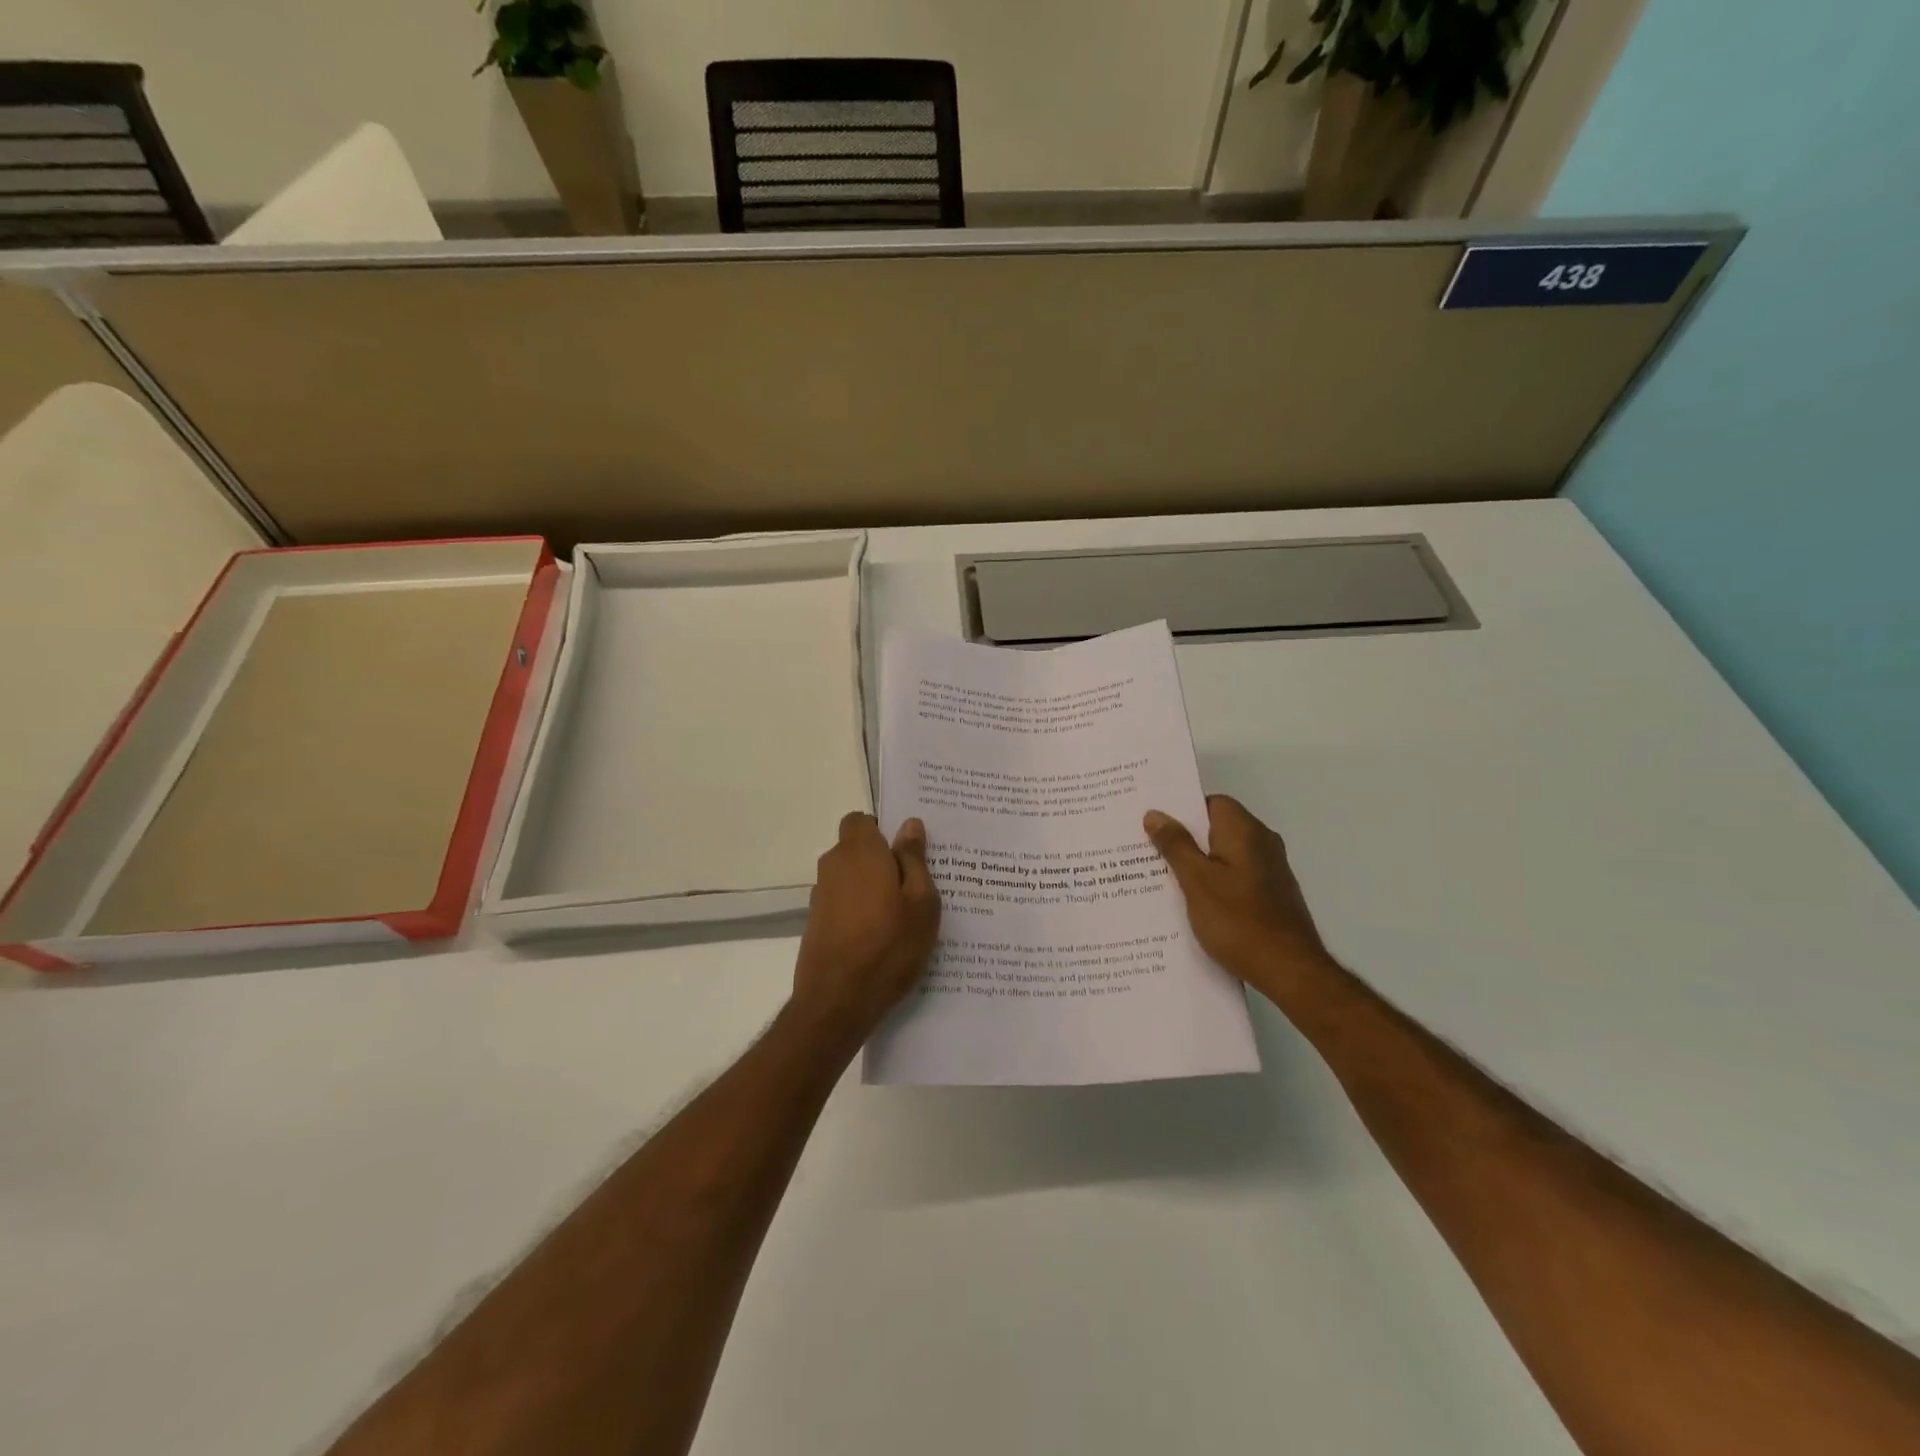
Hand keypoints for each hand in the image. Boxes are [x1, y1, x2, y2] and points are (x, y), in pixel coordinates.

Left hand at [790, 812, 940, 1047]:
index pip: (861, 819)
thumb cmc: (889, 945)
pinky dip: (861, 911)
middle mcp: (833, 866)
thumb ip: (914, 859)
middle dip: (882, 859)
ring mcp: (821, 896)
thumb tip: (909, 825)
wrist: (838, 1001)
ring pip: (851, 878)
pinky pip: (844, 903)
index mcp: (859, 851)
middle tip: (917, 884)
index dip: (883, 829)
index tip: (907, 850)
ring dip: (872, 887)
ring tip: (904, 915)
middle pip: (857, 849)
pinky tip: (883, 937)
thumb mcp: (921, 901)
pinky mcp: (816, 923)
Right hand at [1144, 796, 1334, 991]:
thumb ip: (1176, 845)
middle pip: (1217, 828)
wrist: (1290, 972)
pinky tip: (1191, 904)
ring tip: (1160, 878)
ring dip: (1197, 864)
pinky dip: (1213, 884)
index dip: (1182, 810)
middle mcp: (1262, 843)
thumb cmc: (1238, 921)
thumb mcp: (1196, 881)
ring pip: (1224, 855)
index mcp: (1245, 831)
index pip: (1211, 803)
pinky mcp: (1271, 896)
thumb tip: (1156, 814)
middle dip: (1184, 838)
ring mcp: (1270, 871)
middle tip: (1146, 849)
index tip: (1153, 823)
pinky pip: (1234, 878)